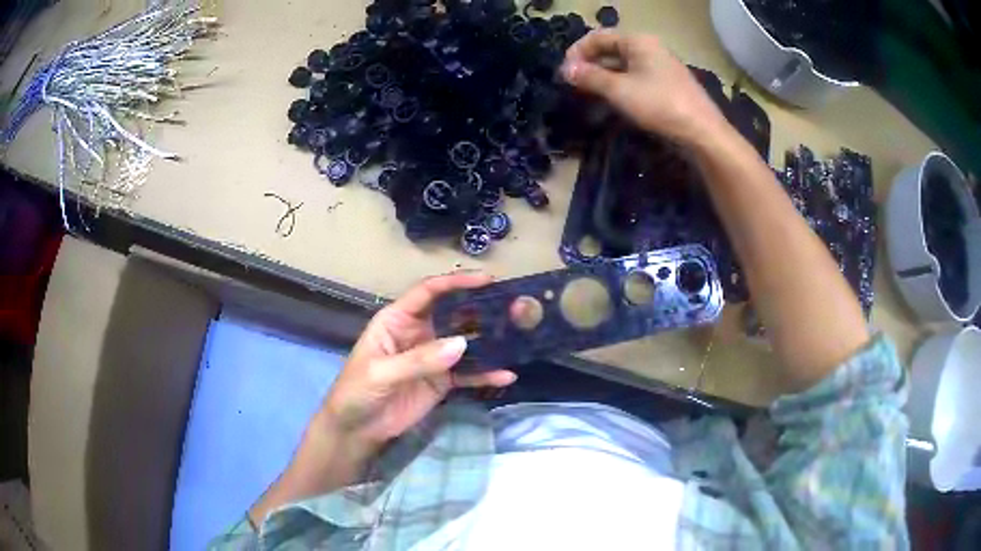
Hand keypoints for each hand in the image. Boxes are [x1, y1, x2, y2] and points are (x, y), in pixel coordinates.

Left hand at [319, 272, 515, 448]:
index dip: (455, 282)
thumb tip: (462, 344)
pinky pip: (468, 373)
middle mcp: (420, 332)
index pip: (428, 292)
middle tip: (513, 307)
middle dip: (481, 309)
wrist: (357, 430)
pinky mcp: (442, 381)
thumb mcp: (381, 373)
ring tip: (518, 337)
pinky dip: (486, 374)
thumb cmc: (357, 391)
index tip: (486, 279)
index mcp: (398, 319)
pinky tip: (506, 376)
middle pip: (453, 313)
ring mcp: (433, 357)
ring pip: (465, 342)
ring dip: (489, 340)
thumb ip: (419, 360)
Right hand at [561, 30, 728, 145]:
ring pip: (622, 66)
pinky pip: (634, 79)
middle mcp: (648, 48)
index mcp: (638, 41)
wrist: (702, 133)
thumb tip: (564, 70)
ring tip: (587, 95)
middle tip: (572, 85)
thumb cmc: (660, 105)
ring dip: (602, 77)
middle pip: (610, 50)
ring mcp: (658, 67)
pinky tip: (610, 102)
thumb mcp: (620, 90)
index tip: (563, 73)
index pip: (598, 37)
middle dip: (589, 65)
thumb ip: (590, 77)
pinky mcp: (664, 85)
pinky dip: (618, 86)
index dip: (577, 52)